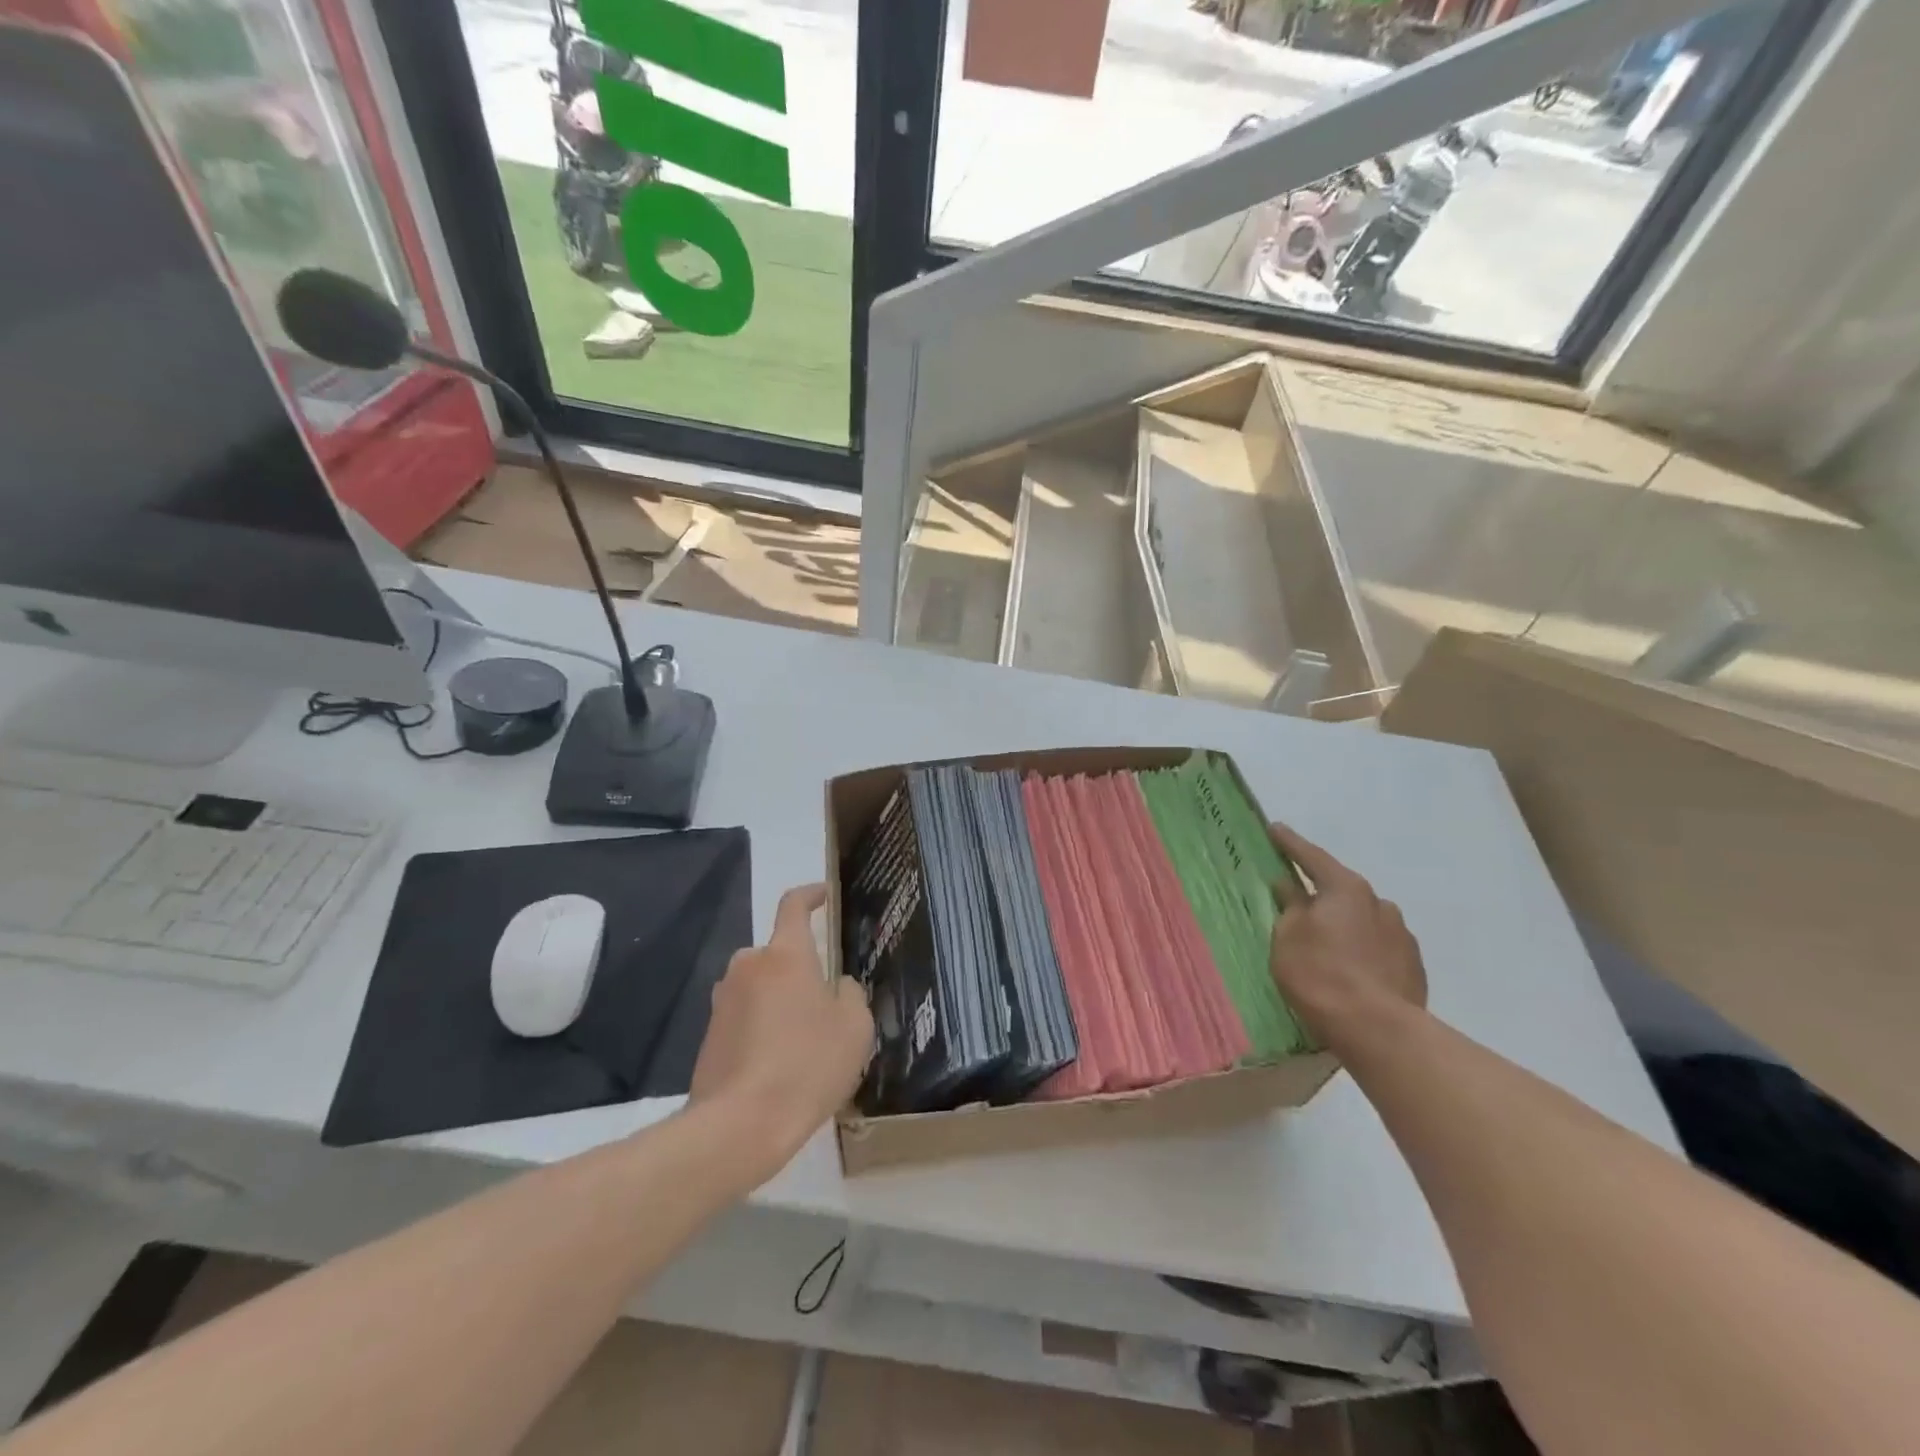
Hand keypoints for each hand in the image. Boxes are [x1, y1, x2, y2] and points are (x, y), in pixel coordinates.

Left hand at [689, 883, 872, 1180]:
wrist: (738, 1126)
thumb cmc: (806, 1065)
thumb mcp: (854, 1027)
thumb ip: (851, 994)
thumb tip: (838, 986)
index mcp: (785, 954)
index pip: (793, 905)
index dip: (811, 894)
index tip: (823, 894)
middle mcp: (748, 966)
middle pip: (779, 953)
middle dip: (801, 968)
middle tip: (826, 1001)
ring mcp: (723, 1001)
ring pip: (760, 987)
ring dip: (780, 1001)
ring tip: (804, 1041)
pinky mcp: (709, 1035)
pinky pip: (744, 1017)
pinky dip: (762, 1029)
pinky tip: (779, 1065)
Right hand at [1268, 821, 1427, 1052]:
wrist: (1378, 1031)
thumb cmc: (1321, 974)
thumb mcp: (1288, 937)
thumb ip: (1289, 907)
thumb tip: (1289, 886)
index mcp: (1346, 889)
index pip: (1312, 857)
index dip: (1290, 844)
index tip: (1275, 829)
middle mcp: (1379, 903)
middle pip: (1342, 890)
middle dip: (1321, 894)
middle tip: (1299, 902)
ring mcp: (1401, 936)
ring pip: (1363, 920)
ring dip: (1344, 925)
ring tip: (1326, 946)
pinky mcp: (1413, 967)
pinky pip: (1378, 948)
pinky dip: (1361, 950)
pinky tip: (1350, 970)